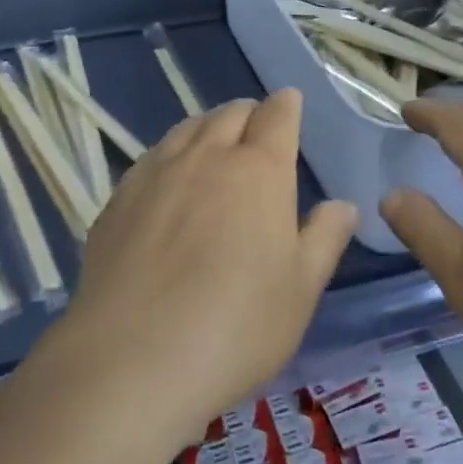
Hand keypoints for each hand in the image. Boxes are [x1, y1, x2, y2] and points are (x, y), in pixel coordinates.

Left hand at [62, 91, 356, 449]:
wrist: (132, 359)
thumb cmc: (236, 327)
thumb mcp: (300, 291)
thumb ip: (324, 239)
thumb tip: (342, 205)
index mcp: (259, 171)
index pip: (277, 116)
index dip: (287, 106)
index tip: (290, 104)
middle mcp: (207, 156)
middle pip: (230, 113)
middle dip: (249, 114)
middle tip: (257, 131)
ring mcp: (157, 172)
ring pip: (188, 127)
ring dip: (208, 128)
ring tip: (214, 147)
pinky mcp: (120, 196)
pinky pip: (153, 156)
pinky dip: (172, 154)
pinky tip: (169, 182)